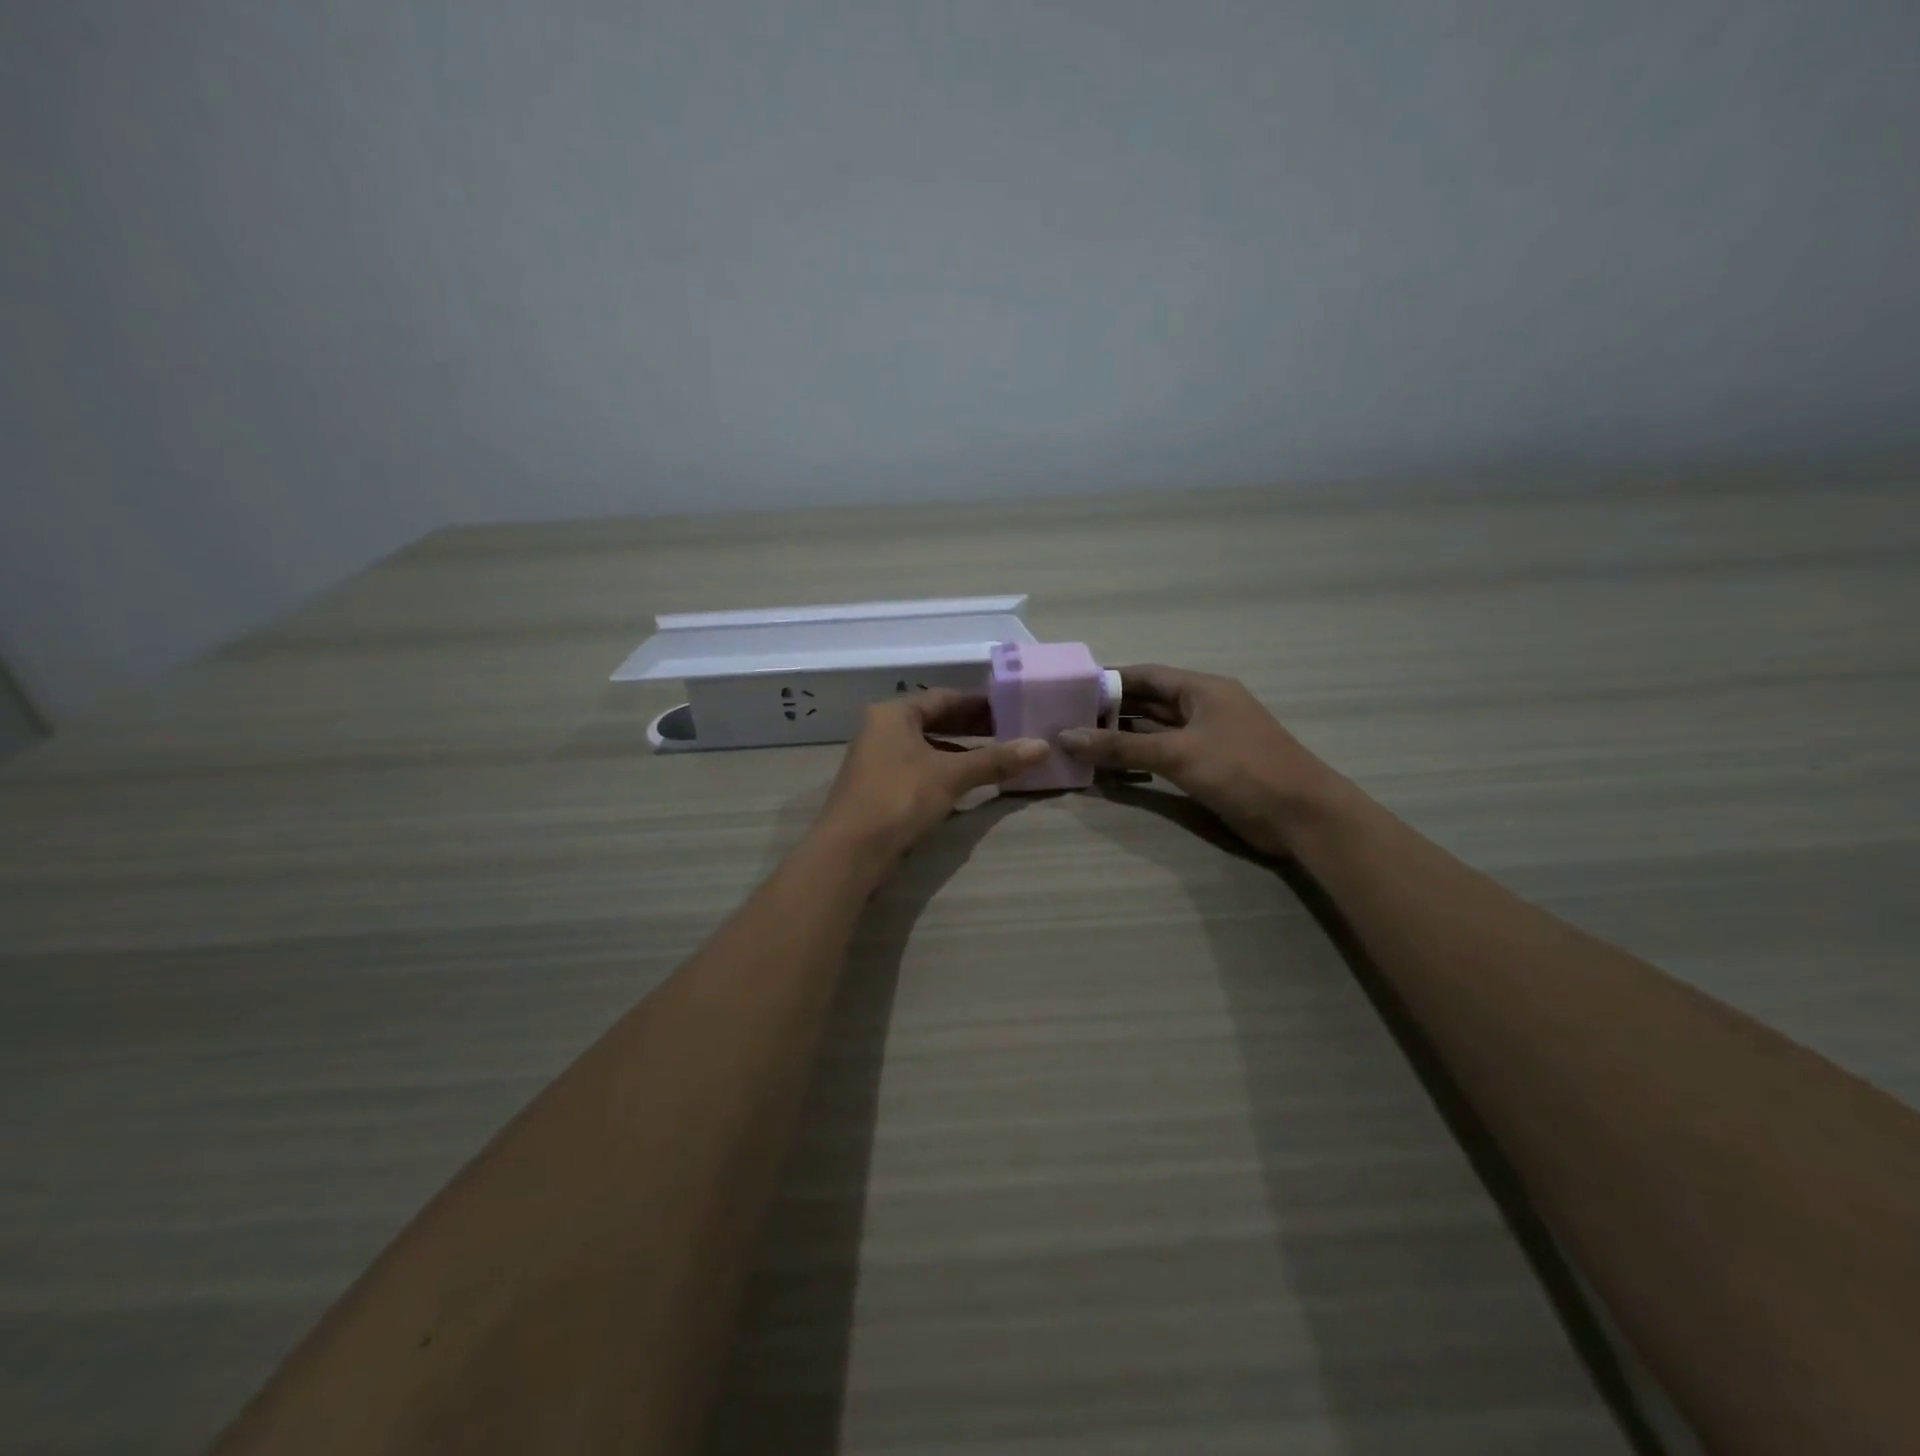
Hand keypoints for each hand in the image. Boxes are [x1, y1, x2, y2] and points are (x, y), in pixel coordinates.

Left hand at [812, 690, 1047, 877]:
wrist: (850, 851)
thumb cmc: (899, 798)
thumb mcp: (951, 775)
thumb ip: (995, 760)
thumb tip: (1042, 746)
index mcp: (893, 714)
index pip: (944, 697)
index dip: (980, 703)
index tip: (1012, 708)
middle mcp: (881, 729)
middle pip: (934, 720)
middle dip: (972, 727)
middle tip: (1010, 731)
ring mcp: (876, 759)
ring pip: (926, 746)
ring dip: (959, 750)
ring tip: (996, 757)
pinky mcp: (878, 787)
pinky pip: (918, 767)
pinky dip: (943, 769)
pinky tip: (966, 782)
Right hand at [1059, 664, 1339, 856]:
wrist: (1301, 815)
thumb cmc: (1241, 770)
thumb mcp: (1177, 754)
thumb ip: (1121, 747)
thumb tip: (1066, 737)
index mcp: (1202, 689)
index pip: (1146, 675)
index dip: (1109, 680)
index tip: (1071, 688)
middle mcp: (1203, 708)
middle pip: (1148, 702)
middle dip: (1110, 710)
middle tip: (1067, 718)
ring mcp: (1207, 738)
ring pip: (1155, 730)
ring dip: (1122, 736)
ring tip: (1079, 742)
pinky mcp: (1208, 767)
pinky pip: (1164, 755)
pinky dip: (1139, 759)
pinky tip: (1110, 768)